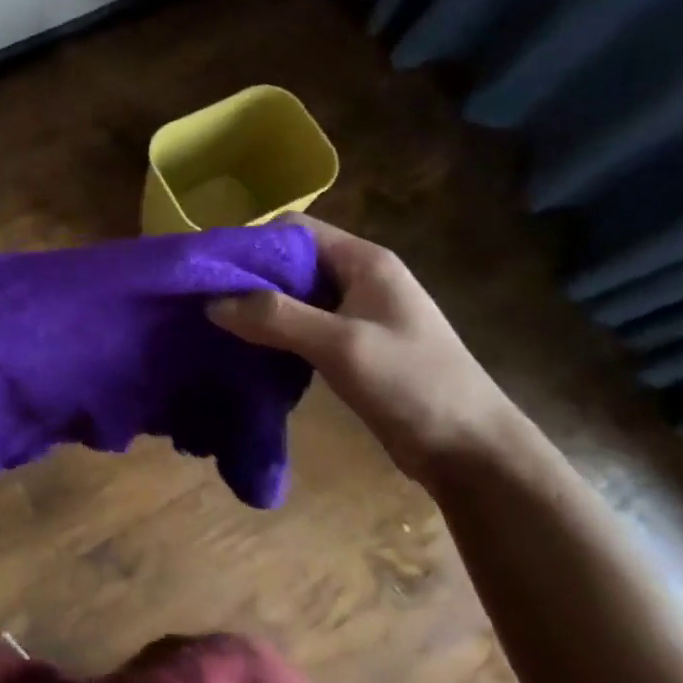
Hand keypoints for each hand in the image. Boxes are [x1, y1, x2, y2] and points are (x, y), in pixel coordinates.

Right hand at [207, 216, 522, 488]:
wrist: (474, 453)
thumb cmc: (413, 384)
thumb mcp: (341, 346)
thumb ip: (276, 317)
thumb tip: (212, 301)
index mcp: (363, 261)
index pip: (295, 229)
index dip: (253, 243)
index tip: (213, 269)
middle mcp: (359, 276)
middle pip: (293, 260)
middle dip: (252, 277)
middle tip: (208, 300)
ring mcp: (359, 312)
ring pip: (297, 295)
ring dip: (262, 307)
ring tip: (220, 324)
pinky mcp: (355, 344)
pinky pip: (306, 324)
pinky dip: (278, 331)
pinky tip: (252, 349)